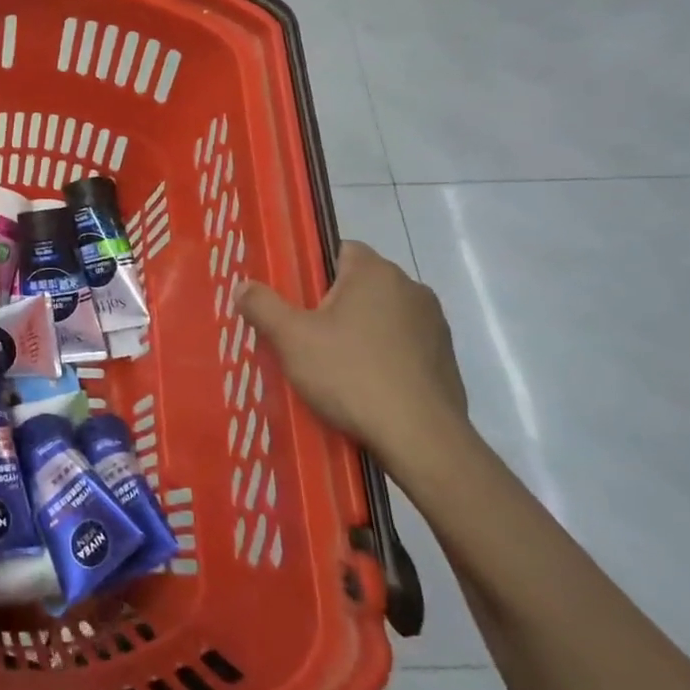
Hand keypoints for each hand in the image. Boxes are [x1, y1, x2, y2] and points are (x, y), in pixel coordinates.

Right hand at [234, 241, 468, 467]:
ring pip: (384, 316)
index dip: (313, 271)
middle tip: (306, 335)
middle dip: (335, 304)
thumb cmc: (351, 375)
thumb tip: (243, 286)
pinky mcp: (446, 359)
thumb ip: (263, 306)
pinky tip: (367, 387)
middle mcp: (411, 288)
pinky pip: (404, 346)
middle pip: (361, 284)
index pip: (340, 249)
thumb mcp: (292, 339)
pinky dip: (385, 358)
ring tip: (335, 366)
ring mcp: (434, 325)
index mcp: (375, 272)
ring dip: (362, 331)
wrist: (421, 439)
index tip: (296, 300)